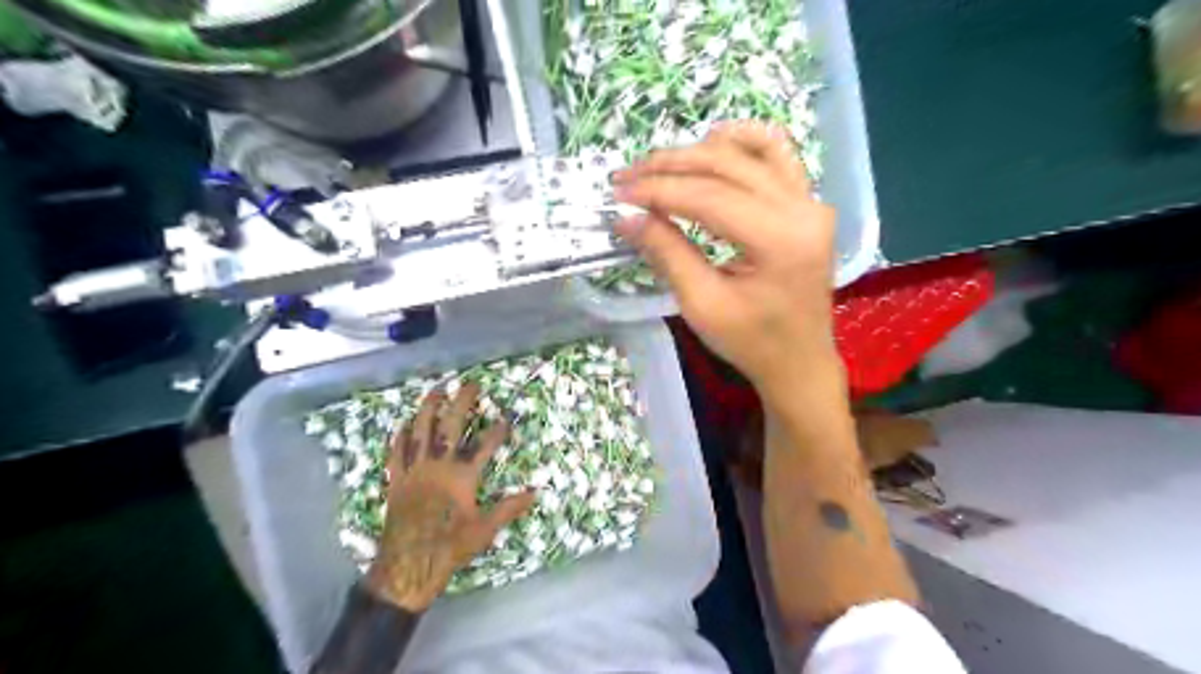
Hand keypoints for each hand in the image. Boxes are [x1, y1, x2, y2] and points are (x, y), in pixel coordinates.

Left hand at [367, 385, 535, 611]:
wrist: (407, 568)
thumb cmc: (449, 548)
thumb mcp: (484, 530)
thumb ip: (508, 508)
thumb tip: (535, 492)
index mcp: (462, 477)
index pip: (484, 446)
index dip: (497, 430)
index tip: (506, 417)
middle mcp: (438, 467)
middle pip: (450, 428)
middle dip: (462, 404)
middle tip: (470, 384)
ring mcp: (414, 472)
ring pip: (419, 433)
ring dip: (428, 409)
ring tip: (435, 390)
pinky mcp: (397, 481)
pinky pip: (396, 453)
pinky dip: (399, 436)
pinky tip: (403, 423)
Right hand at [613, 121, 837, 396]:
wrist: (799, 361)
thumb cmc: (751, 343)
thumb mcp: (702, 304)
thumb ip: (666, 253)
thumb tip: (625, 217)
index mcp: (780, 240)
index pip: (709, 197)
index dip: (658, 190)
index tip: (618, 192)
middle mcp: (803, 208)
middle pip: (727, 166)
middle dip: (670, 166)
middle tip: (627, 176)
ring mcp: (811, 201)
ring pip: (750, 152)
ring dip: (699, 152)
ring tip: (659, 165)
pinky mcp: (808, 203)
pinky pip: (777, 156)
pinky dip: (742, 143)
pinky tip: (712, 144)